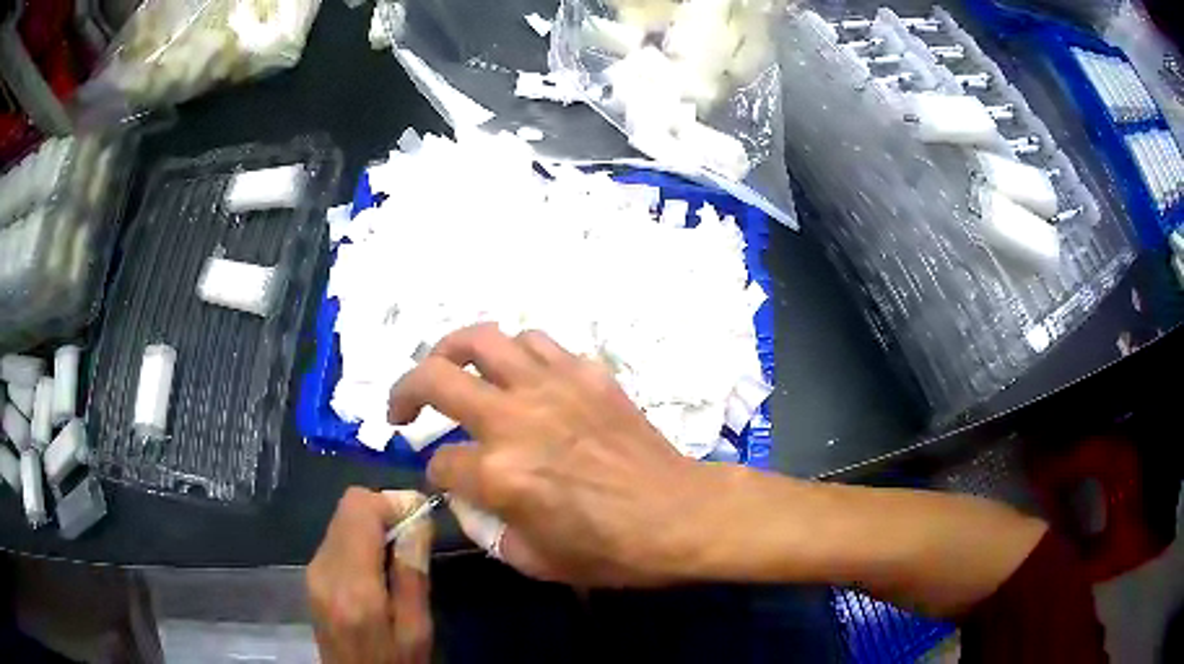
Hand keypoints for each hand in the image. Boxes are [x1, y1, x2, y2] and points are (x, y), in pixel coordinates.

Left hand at [308, 488, 432, 663]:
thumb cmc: (395, 663)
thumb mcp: (417, 629)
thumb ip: (412, 573)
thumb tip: (417, 519)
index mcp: (352, 585)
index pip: (359, 508)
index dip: (392, 501)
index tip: (421, 519)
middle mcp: (323, 569)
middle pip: (347, 508)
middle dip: (384, 512)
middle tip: (415, 537)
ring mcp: (313, 571)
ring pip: (341, 520)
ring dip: (372, 526)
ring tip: (399, 555)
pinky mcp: (312, 576)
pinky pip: (336, 539)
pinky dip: (360, 540)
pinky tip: (378, 568)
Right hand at [388, 323, 724, 586]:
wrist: (679, 515)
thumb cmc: (611, 550)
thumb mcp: (534, 560)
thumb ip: (486, 528)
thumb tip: (466, 498)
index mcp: (500, 474)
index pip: (440, 462)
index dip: (436, 475)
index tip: (448, 481)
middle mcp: (516, 419)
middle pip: (434, 378)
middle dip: (404, 390)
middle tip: (402, 408)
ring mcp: (552, 386)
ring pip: (483, 340)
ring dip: (454, 353)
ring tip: (453, 372)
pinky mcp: (587, 372)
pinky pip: (536, 343)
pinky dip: (515, 355)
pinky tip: (519, 376)